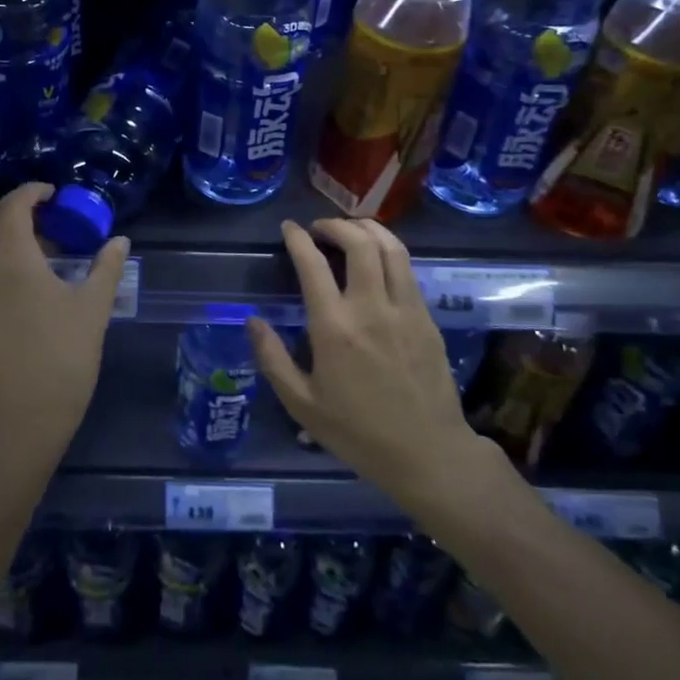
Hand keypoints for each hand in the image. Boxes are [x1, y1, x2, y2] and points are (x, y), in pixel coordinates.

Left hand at [0, 182, 130, 463]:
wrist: (22, 418)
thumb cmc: (61, 357)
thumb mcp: (93, 309)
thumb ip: (106, 268)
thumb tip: (119, 241)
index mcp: (12, 260)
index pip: (12, 206)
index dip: (32, 192)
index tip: (55, 193)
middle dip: (11, 207)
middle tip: (46, 213)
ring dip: (7, 232)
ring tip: (49, 245)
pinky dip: (4, 255)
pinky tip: (37, 275)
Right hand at [250, 218, 497, 517]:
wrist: (428, 454)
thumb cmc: (358, 432)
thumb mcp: (302, 404)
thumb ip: (272, 359)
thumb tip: (252, 321)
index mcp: (335, 327)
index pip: (313, 264)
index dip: (298, 238)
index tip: (289, 228)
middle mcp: (371, 307)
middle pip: (359, 242)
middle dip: (336, 225)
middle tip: (320, 229)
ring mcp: (405, 309)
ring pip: (391, 247)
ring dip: (368, 229)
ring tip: (351, 232)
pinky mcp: (428, 317)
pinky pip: (408, 270)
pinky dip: (389, 252)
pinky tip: (377, 262)